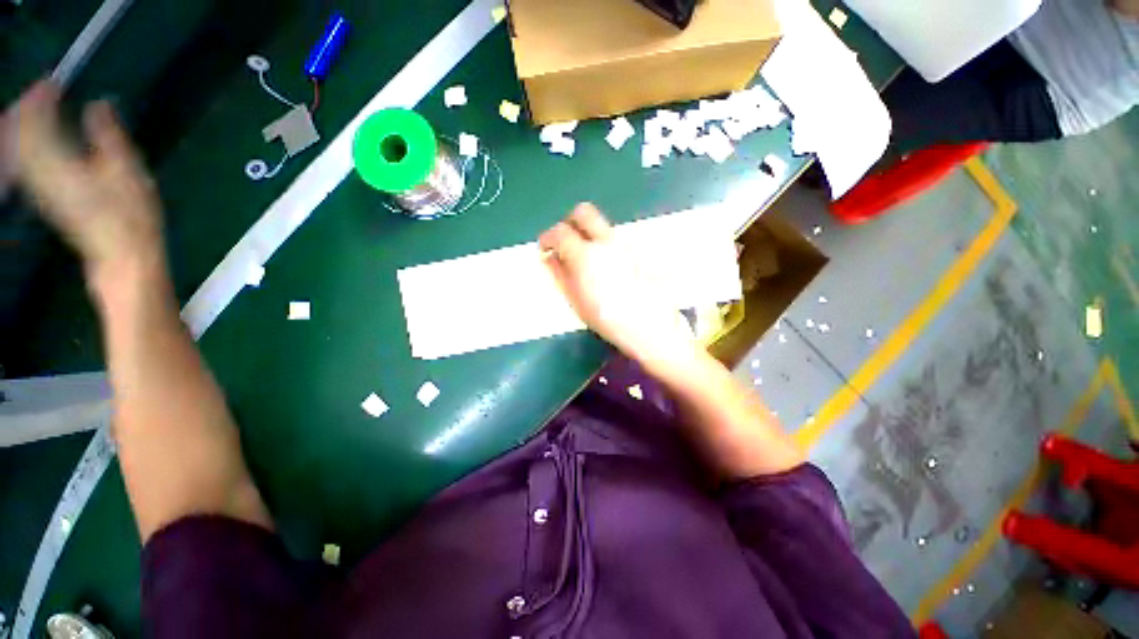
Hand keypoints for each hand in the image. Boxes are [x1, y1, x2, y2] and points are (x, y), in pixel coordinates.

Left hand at [6, 81, 163, 286]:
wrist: (121, 254)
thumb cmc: (130, 214)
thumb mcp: (127, 171)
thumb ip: (108, 135)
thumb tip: (98, 103)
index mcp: (58, 162)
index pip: (35, 121)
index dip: (40, 98)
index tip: (52, 82)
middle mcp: (39, 172)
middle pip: (21, 134)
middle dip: (28, 109)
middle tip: (44, 92)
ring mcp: (39, 187)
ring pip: (18, 148)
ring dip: (24, 125)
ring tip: (39, 110)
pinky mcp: (44, 196)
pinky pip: (24, 161)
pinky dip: (27, 144)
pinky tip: (37, 139)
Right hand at [539, 203, 698, 368]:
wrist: (651, 326)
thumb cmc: (608, 319)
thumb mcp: (576, 301)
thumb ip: (559, 274)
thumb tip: (548, 257)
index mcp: (585, 255)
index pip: (560, 231)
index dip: (547, 237)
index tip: (545, 247)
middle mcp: (606, 241)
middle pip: (583, 213)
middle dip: (569, 222)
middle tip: (565, 242)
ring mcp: (625, 243)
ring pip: (602, 226)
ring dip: (589, 235)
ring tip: (588, 261)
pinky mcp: (639, 249)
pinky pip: (617, 240)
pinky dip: (605, 246)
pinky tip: (609, 269)